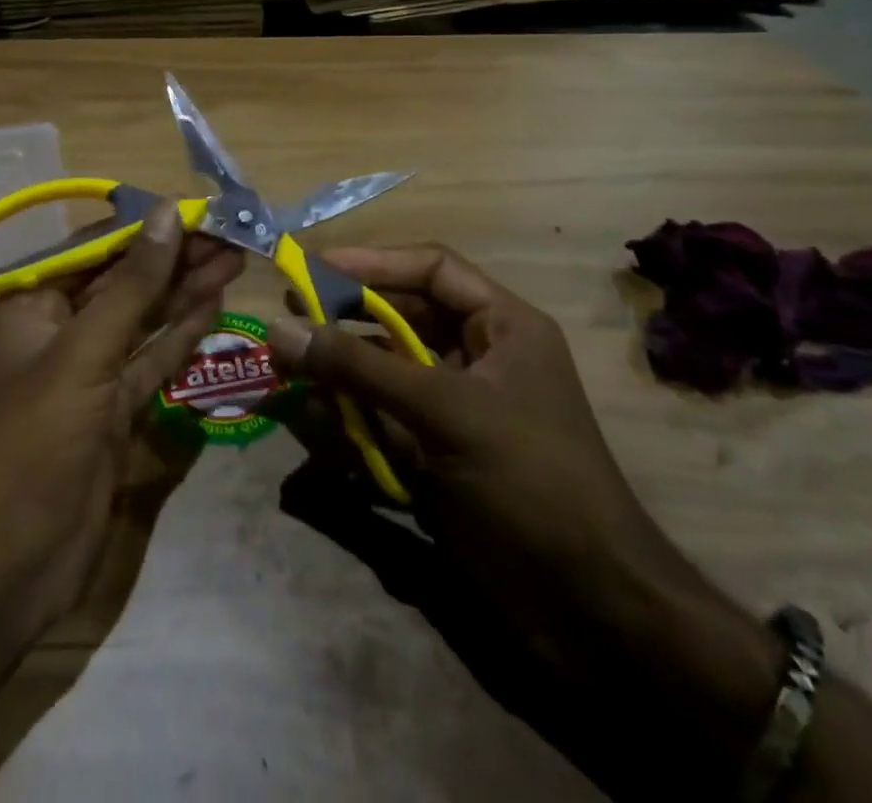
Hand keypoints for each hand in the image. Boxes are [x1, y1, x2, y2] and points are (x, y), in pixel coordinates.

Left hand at [0, 202, 244, 637]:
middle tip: (229, 236)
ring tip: (233, 260)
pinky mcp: (114, 410)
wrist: (13, 560)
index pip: (95, 250)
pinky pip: (151, 359)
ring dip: (184, 291)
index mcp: (33, 306)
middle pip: (124, 282)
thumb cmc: (36, 440)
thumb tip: (166, 213)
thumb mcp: (84, 352)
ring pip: (143, 319)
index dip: (144, 228)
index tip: (193, 211)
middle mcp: (59, 331)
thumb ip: (132, 284)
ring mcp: (89, 372)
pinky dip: (180, 335)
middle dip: (174, 259)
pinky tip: (213, 307)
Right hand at [268, 244, 685, 632]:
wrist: (591, 609)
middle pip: (401, 319)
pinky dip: (348, 418)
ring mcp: (457, 409)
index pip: (431, 269)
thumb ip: (360, 367)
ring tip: (288, 372)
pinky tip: (310, 420)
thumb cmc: (530, 481)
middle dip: (345, 320)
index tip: (313, 266)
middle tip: (290, 318)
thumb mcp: (445, 411)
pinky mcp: (439, 454)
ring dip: (339, 373)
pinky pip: (383, 420)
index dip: (372, 262)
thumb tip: (280, 328)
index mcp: (502, 327)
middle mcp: (479, 357)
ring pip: (385, 372)